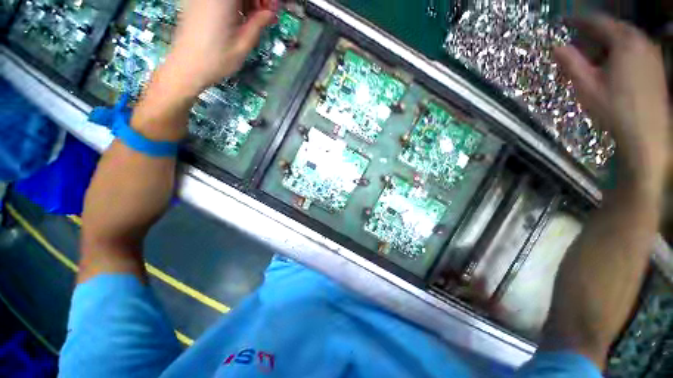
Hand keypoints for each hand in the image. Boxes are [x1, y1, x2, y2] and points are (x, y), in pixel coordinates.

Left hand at [163, 0, 277, 95]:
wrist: (187, 67)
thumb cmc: (216, 60)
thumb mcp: (243, 45)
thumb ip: (258, 24)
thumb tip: (270, 13)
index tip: (272, 10)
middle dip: (256, 0)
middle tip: (266, 16)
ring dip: (246, 1)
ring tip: (255, 20)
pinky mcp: (196, 2)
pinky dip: (234, 4)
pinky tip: (240, 18)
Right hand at [554, 16, 668, 188]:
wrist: (647, 134)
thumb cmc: (614, 109)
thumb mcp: (586, 86)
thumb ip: (571, 63)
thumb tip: (555, 46)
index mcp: (624, 41)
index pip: (597, 21)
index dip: (578, 20)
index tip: (562, 22)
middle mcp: (641, 40)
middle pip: (613, 28)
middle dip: (594, 32)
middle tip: (577, 41)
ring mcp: (652, 53)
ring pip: (625, 38)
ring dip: (607, 42)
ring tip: (593, 55)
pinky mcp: (656, 65)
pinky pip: (635, 48)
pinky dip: (620, 50)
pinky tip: (612, 64)